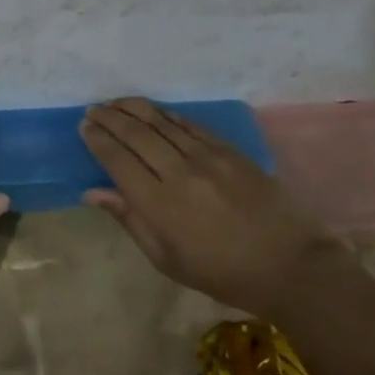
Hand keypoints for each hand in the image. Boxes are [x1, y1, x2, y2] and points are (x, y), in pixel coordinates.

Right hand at [79, 97, 343, 314]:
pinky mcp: (230, 151)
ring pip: (161, 123)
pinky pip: (190, 124)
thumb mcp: (167, 260)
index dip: (98, 140)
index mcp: (160, 205)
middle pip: (136, 135)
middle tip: (93, 109)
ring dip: (134, 109)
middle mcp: (179, 173)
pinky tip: (154, 110)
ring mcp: (207, 158)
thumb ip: (130, 220)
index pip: (118, 161)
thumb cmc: (222, 273)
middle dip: (110, 118)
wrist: (290, 265)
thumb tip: (93, 192)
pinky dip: (167, 114)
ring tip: (115, 102)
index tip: (84, 128)